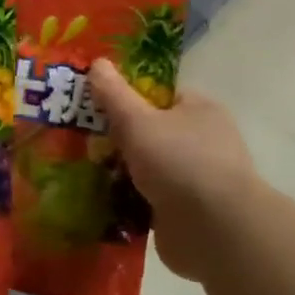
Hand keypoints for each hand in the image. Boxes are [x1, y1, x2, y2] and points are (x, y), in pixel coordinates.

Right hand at [89, 61, 260, 282]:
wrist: (214, 231)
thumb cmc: (179, 162)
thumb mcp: (137, 120)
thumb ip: (114, 94)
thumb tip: (97, 62)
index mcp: (200, 110)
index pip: (160, 95)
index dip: (127, 96)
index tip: (95, 104)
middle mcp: (203, 141)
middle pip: (150, 131)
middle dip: (118, 137)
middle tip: (81, 139)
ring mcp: (195, 180)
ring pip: (146, 167)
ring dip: (120, 171)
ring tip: (81, 169)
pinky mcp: (185, 213)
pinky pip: (147, 198)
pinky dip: (127, 199)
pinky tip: (98, 199)